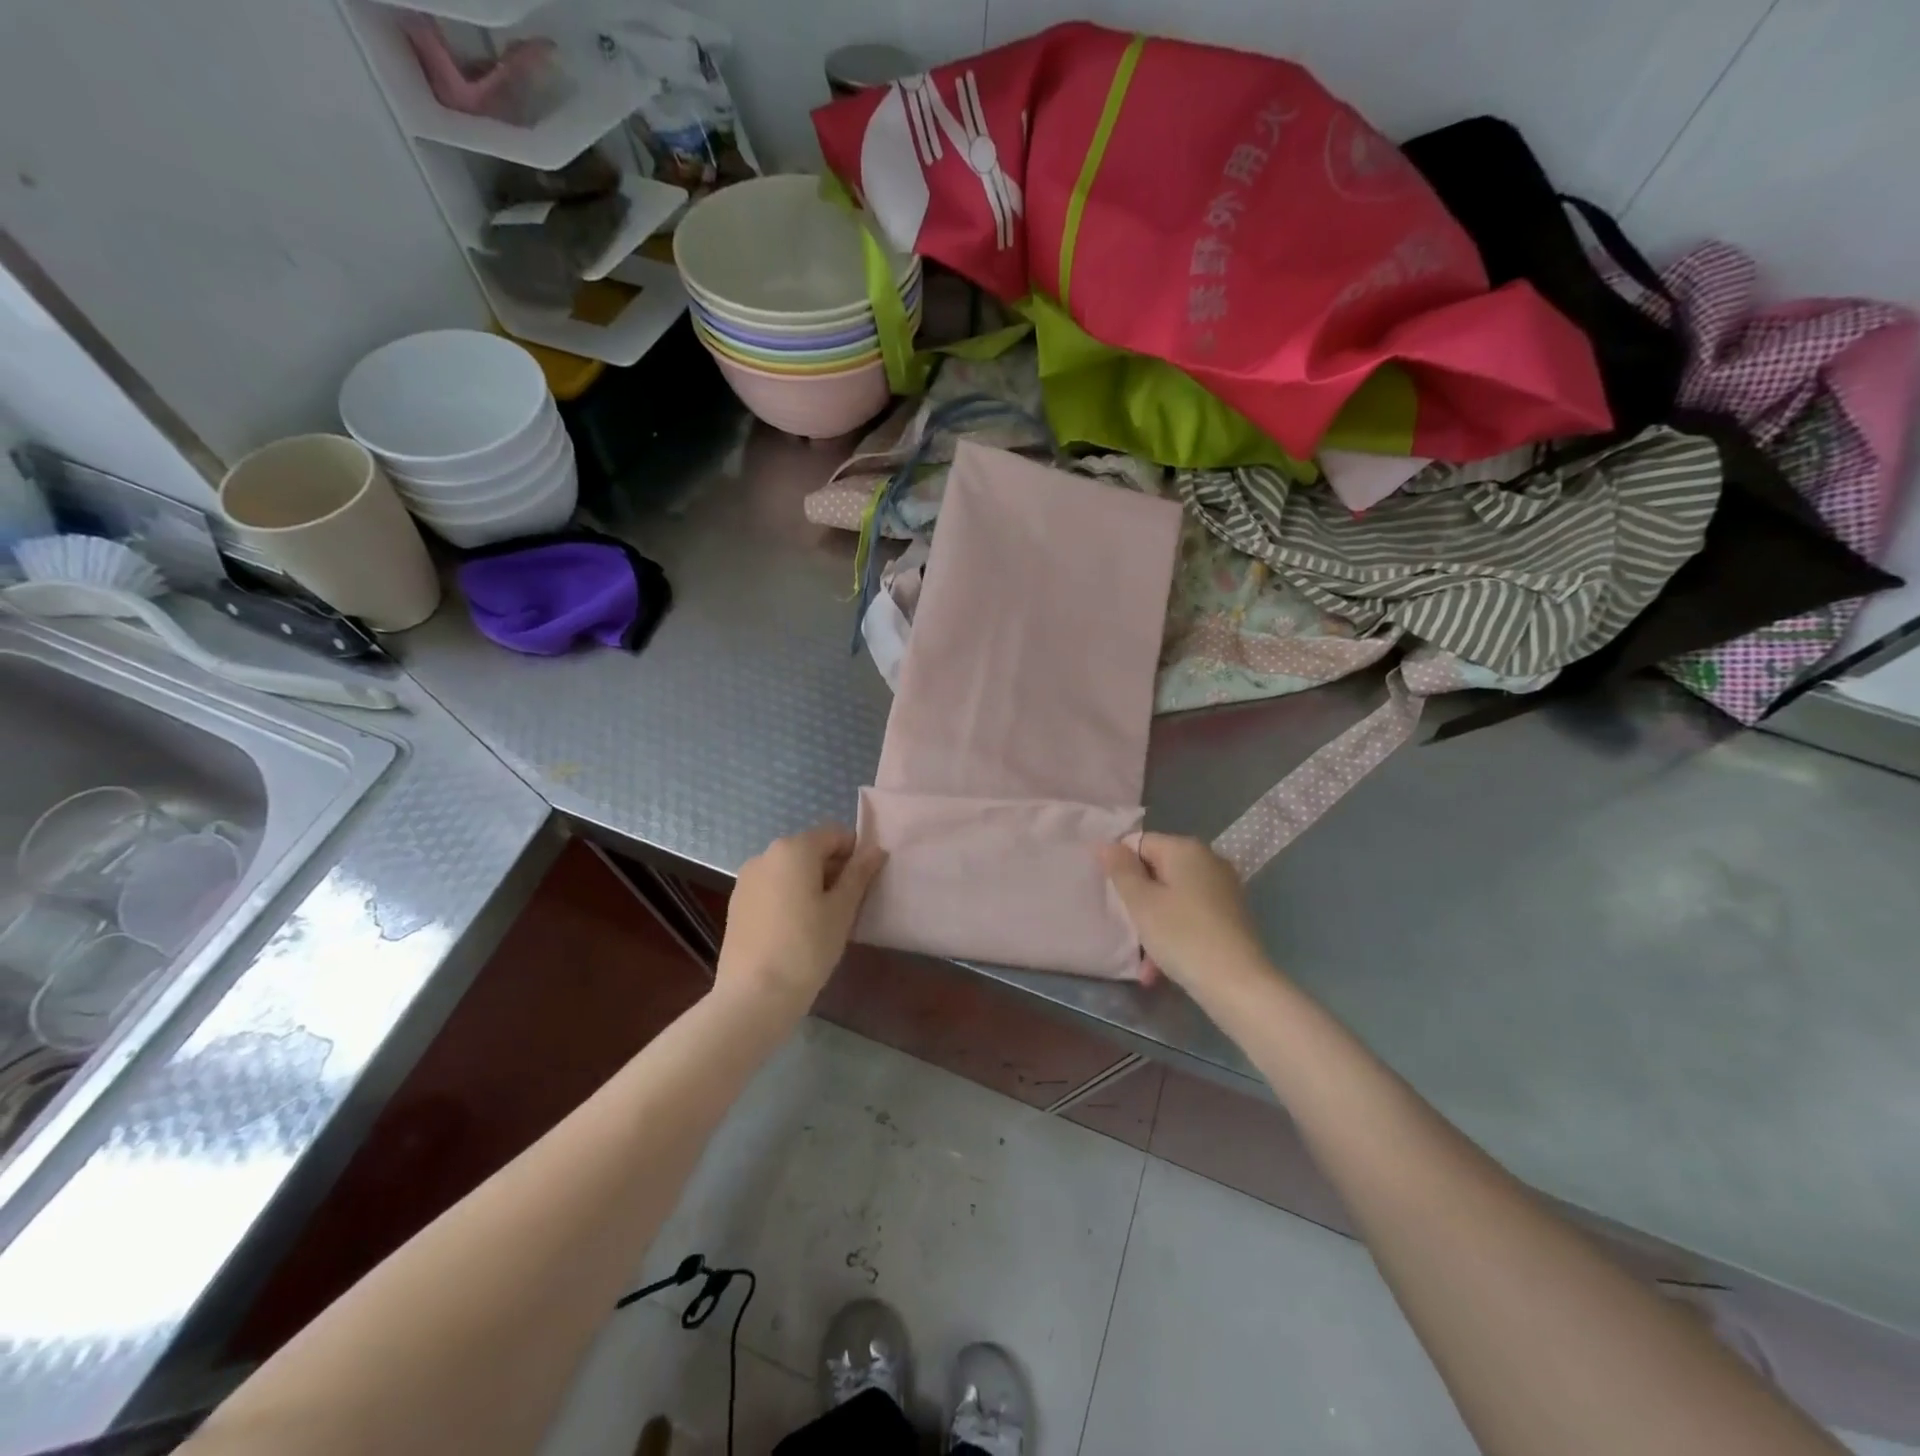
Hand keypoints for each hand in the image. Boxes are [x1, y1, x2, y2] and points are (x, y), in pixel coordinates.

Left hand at [716, 825, 885, 1013]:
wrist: (753, 996)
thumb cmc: (807, 947)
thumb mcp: (843, 909)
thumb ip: (860, 873)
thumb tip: (876, 849)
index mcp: (794, 848)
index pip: (835, 834)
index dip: (856, 854)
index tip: (865, 885)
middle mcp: (766, 854)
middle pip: (811, 850)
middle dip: (833, 870)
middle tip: (848, 906)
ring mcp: (746, 879)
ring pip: (790, 870)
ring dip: (811, 884)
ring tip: (821, 922)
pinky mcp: (736, 903)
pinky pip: (772, 888)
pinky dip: (789, 898)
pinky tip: (796, 931)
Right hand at [1100, 834, 1271, 993]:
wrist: (1239, 985)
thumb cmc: (1182, 936)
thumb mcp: (1141, 903)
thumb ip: (1121, 870)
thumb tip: (1108, 845)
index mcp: (1186, 849)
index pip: (1140, 843)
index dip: (1121, 868)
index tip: (1113, 898)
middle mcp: (1208, 860)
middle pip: (1157, 871)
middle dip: (1138, 901)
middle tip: (1126, 929)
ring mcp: (1223, 889)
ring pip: (1173, 898)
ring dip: (1154, 924)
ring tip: (1144, 962)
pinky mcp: (1231, 915)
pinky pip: (1191, 916)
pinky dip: (1175, 934)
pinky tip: (1163, 967)